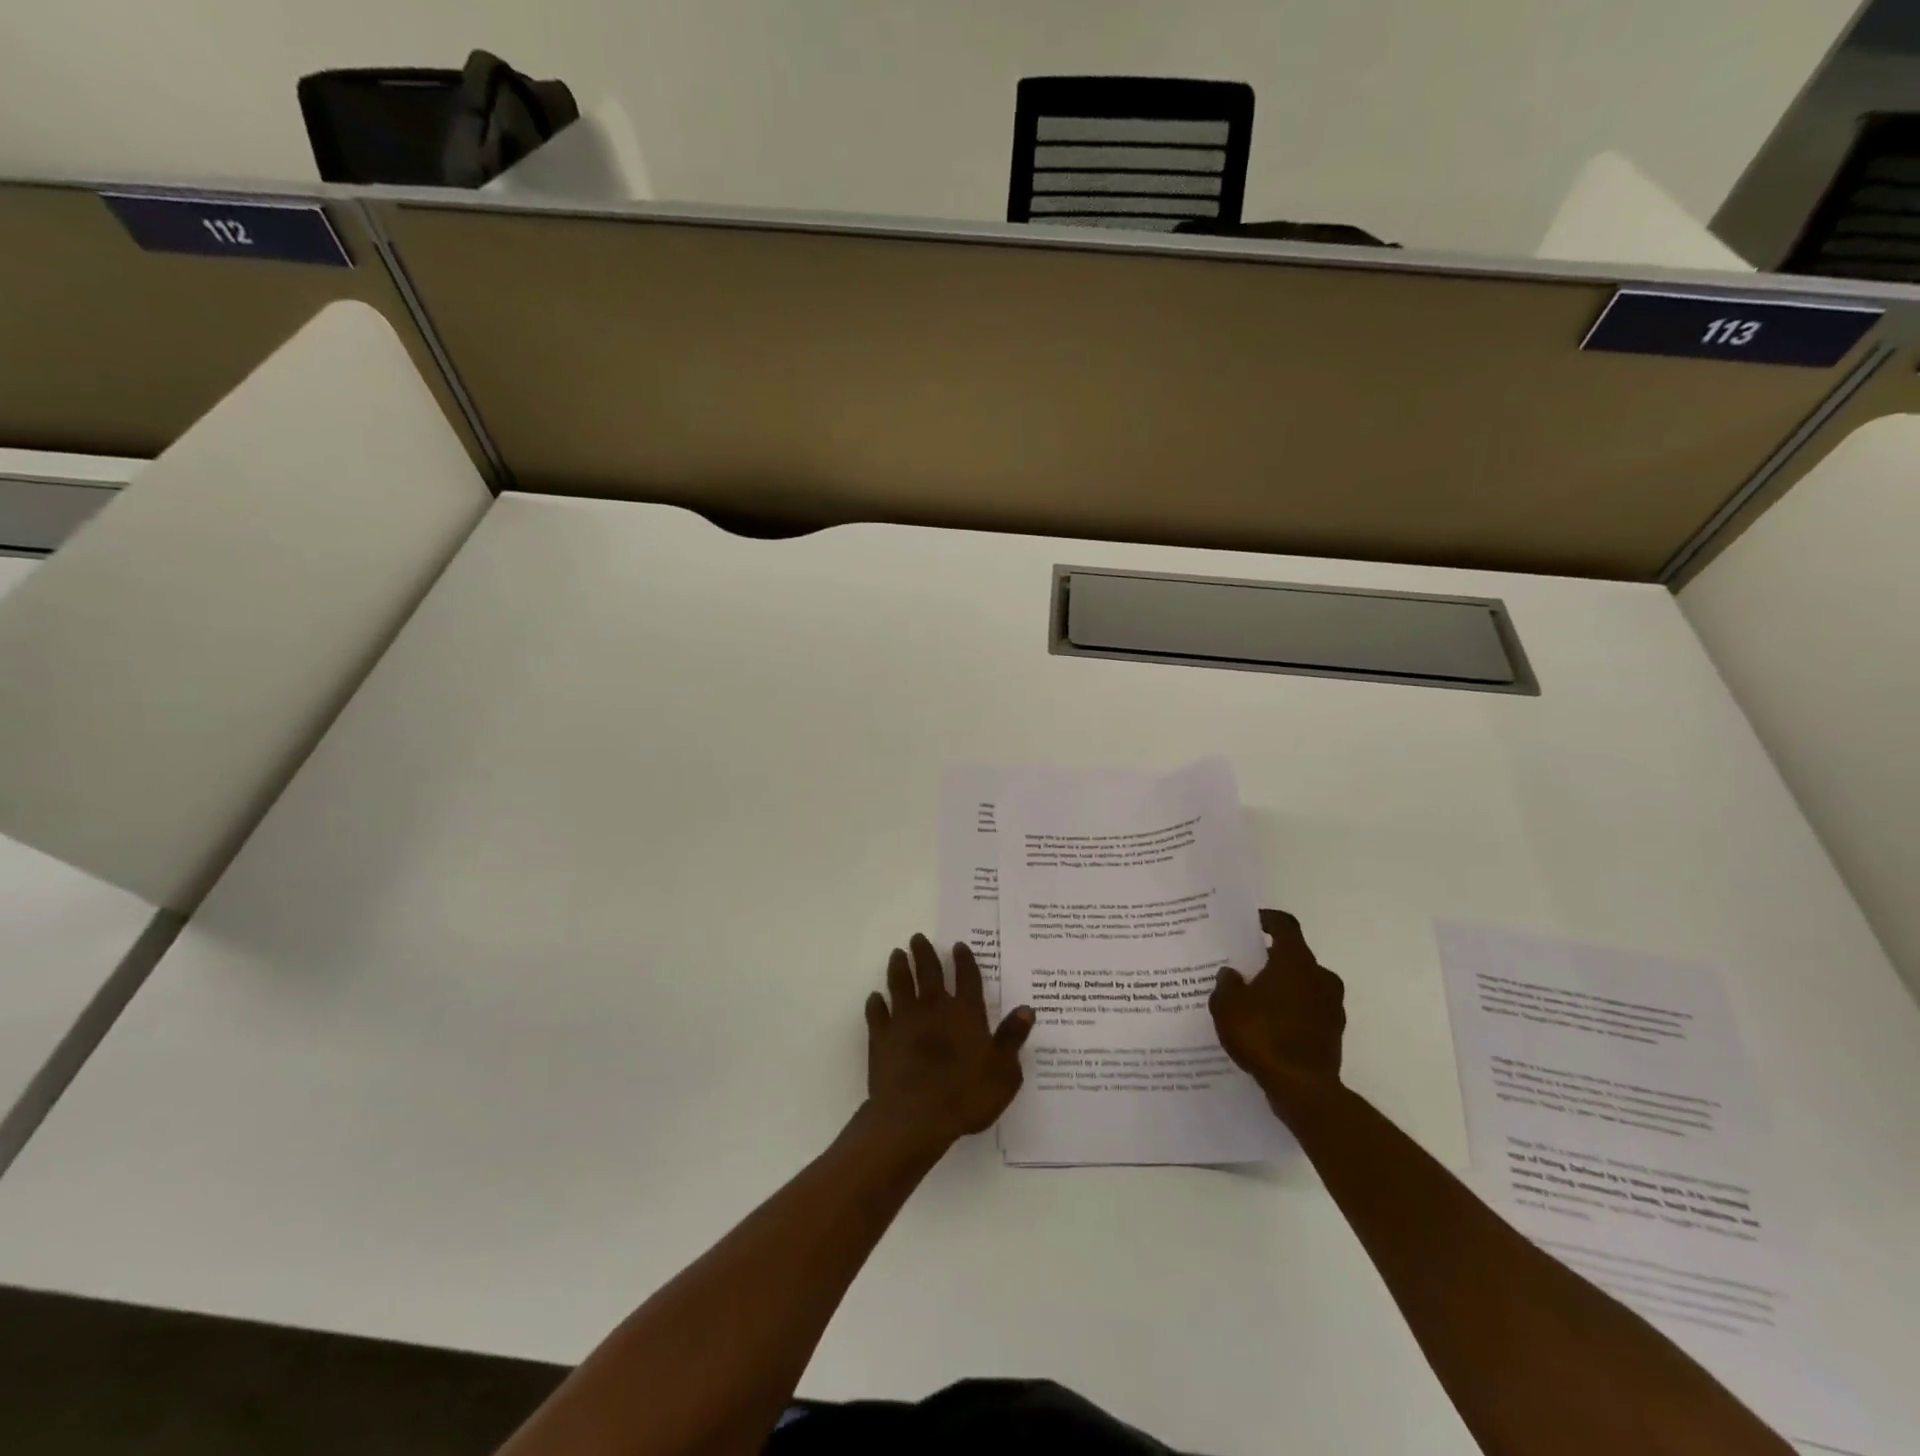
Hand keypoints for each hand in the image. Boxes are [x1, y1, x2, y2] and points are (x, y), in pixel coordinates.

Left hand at [864, 935, 1033, 1154]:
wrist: (914, 1117)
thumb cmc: (965, 1096)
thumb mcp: (1003, 1073)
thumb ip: (1012, 1038)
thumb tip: (1026, 1009)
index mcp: (966, 1013)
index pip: (967, 978)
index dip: (964, 961)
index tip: (959, 946)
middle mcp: (934, 1008)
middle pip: (928, 972)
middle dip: (924, 953)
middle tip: (917, 938)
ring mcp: (904, 1020)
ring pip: (900, 984)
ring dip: (898, 968)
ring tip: (897, 954)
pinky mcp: (881, 1037)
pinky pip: (876, 1013)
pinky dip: (875, 1004)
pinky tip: (875, 998)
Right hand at [1210, 908, 1345, 1104]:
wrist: (1302, 1088)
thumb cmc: (1262, 1035)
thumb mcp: (1227, 1005)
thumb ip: (1227, 984)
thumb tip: (1232, 974)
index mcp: (1295, 962)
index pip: (1286, 926)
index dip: (1268, 920)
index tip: (1252, 922)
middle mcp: (1320, 977)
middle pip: (1295, 957)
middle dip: (1272, 959)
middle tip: (1247, 967)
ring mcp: (1332, 1007)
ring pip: (1304, 985)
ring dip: (1284, 987)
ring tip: (1255, 1000)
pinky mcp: (1334, 1033)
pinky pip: (1309, 1011)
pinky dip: (1292, 1012)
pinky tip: (1269, 1026)